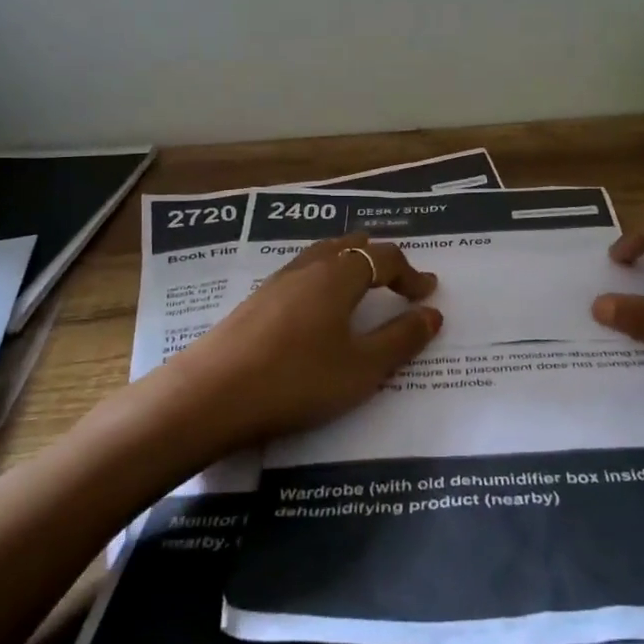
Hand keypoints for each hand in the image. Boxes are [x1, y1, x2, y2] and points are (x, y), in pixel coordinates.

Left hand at [168, 234, 441, 449]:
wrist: (210, 396)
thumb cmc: (297, 380)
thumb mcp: (362, 368)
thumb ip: (401, 339)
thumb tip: (432, 313)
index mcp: (338, 276)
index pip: (383, 259)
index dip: (410, 273)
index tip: (427, 292)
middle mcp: (307, 268)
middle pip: (348, 247)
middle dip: (377, 259)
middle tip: (395, 279)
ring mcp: (275, 283)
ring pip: (320, 258)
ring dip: (347, 266)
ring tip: (358, 287)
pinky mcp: (253, 304)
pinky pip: (299, 276)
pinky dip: (322, 281)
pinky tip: (315, 310)